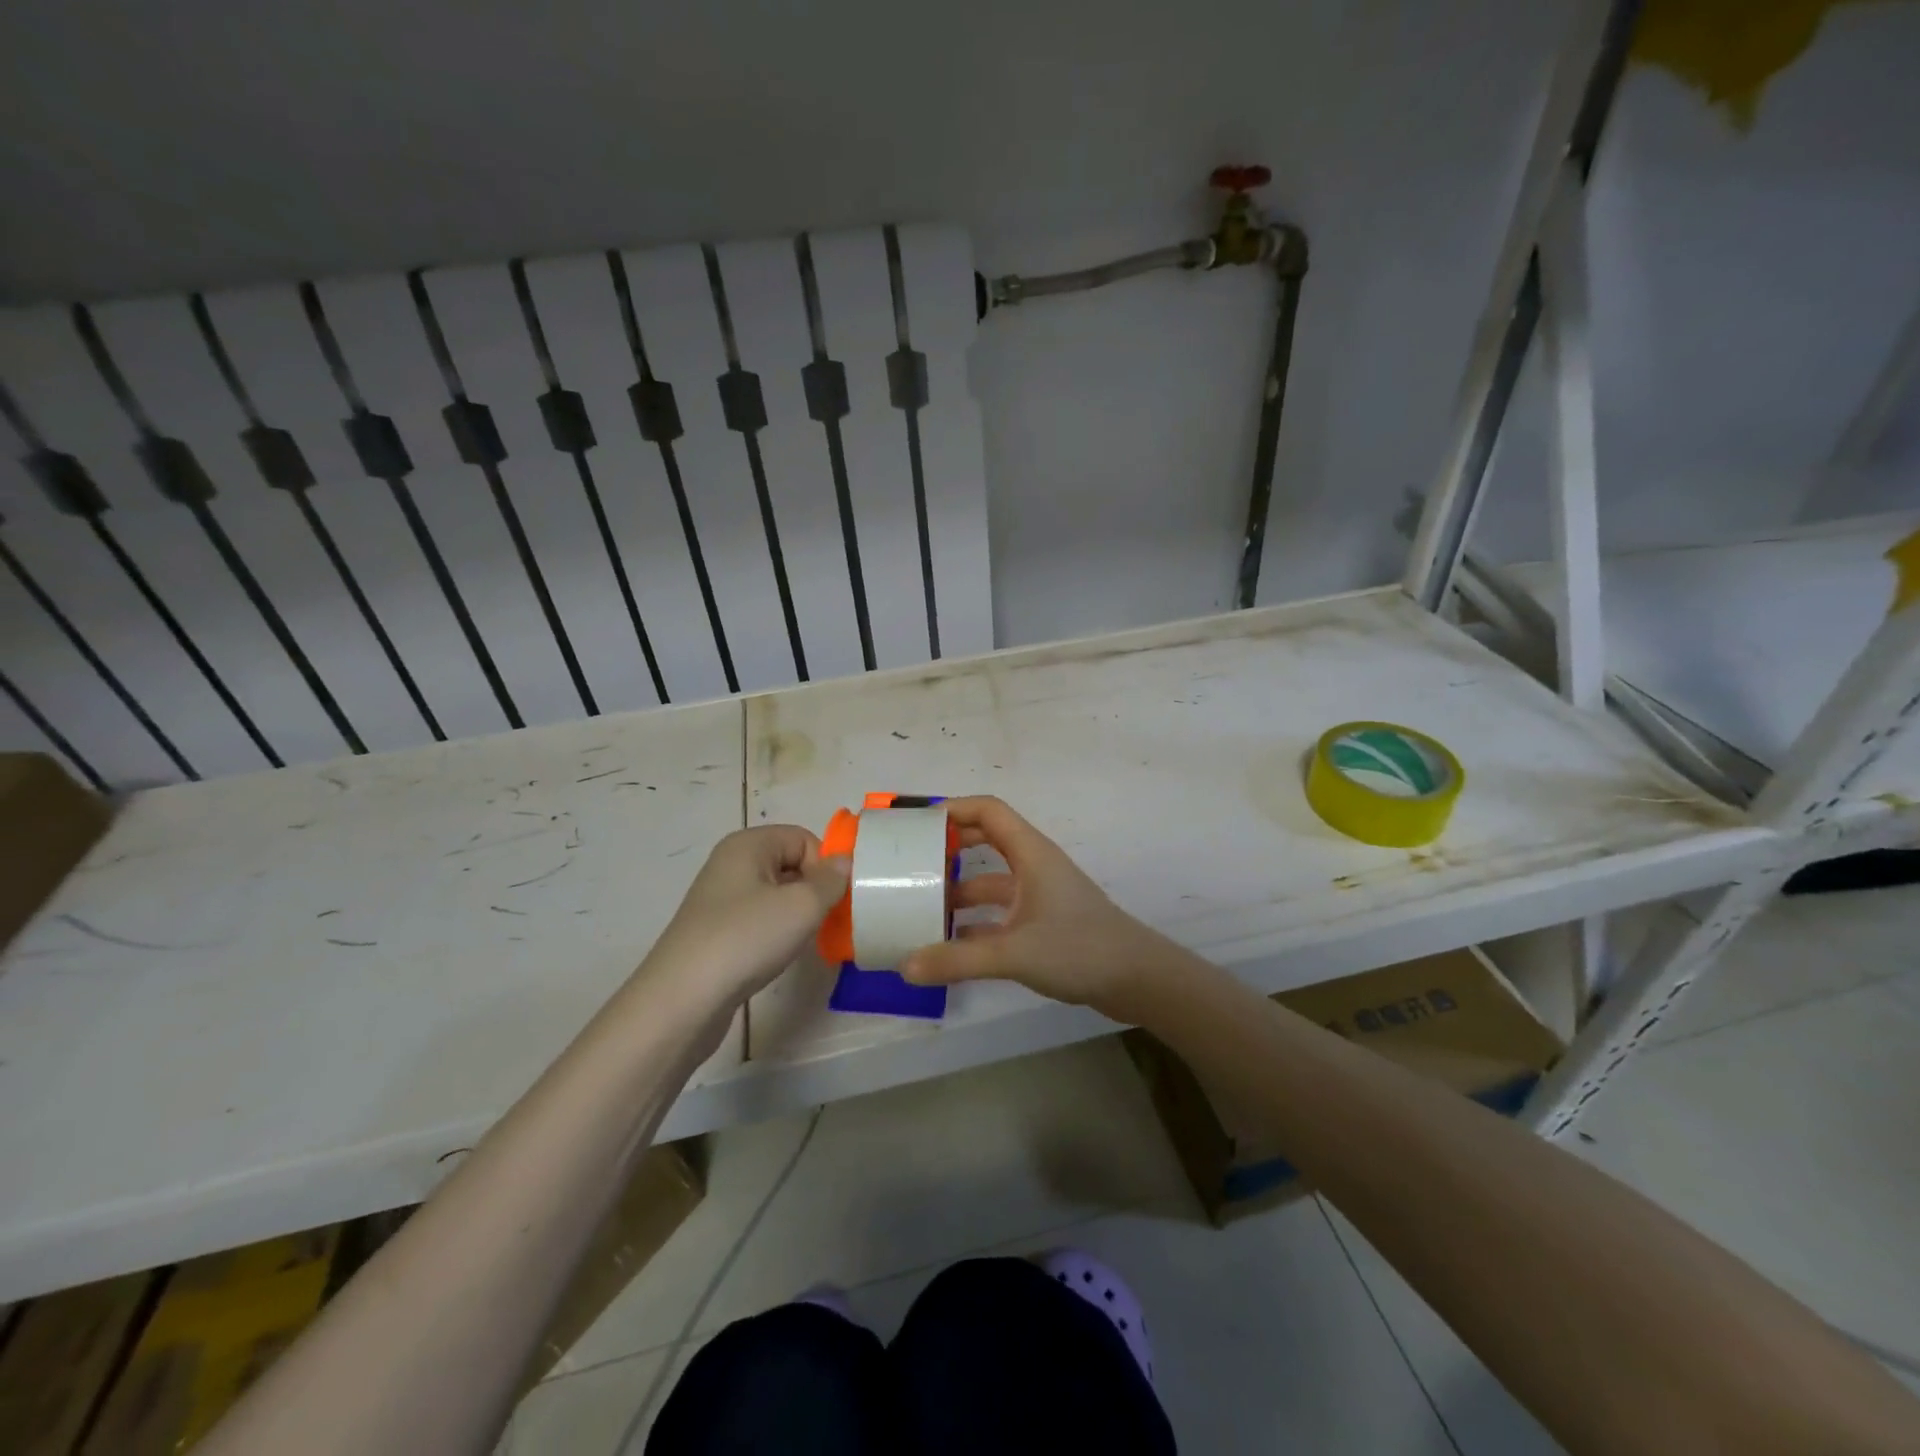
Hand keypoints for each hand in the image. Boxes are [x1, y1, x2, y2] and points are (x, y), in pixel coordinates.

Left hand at [642, 826, 849, 1011]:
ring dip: (797, 915)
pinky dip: (776, 933)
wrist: (683, 999)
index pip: (804, 838)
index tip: (832, 900)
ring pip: (776, 895)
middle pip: (790, 864)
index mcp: (748, 844)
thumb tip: (844, 862)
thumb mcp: (802, 906)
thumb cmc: (746, 939)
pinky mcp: (716, 931)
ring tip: (801, 941)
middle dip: (814, 891)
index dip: (824, 866)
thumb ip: (832, 880)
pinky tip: (778, 955)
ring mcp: (720, 899)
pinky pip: (759, 919)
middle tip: (824, 921)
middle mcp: (731, 863)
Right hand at [900, 796, 1190, 1024]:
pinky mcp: (1043, 922)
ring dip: (959, 889)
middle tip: (911, 860)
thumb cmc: (1079, 948)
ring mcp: (1039, 894)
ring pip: (991, 880)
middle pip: (986, 840)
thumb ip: (958, 960)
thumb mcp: (1014, 953)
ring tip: (921, 905)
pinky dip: (975, 922)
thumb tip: (905, 966)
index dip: (953, 809)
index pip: (988, 810)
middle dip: (950, 846)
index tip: (917, 824)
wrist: (1137, 978)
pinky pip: (1000, 912)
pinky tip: (949, 944)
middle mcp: (1033, 866)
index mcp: (1030, 853)